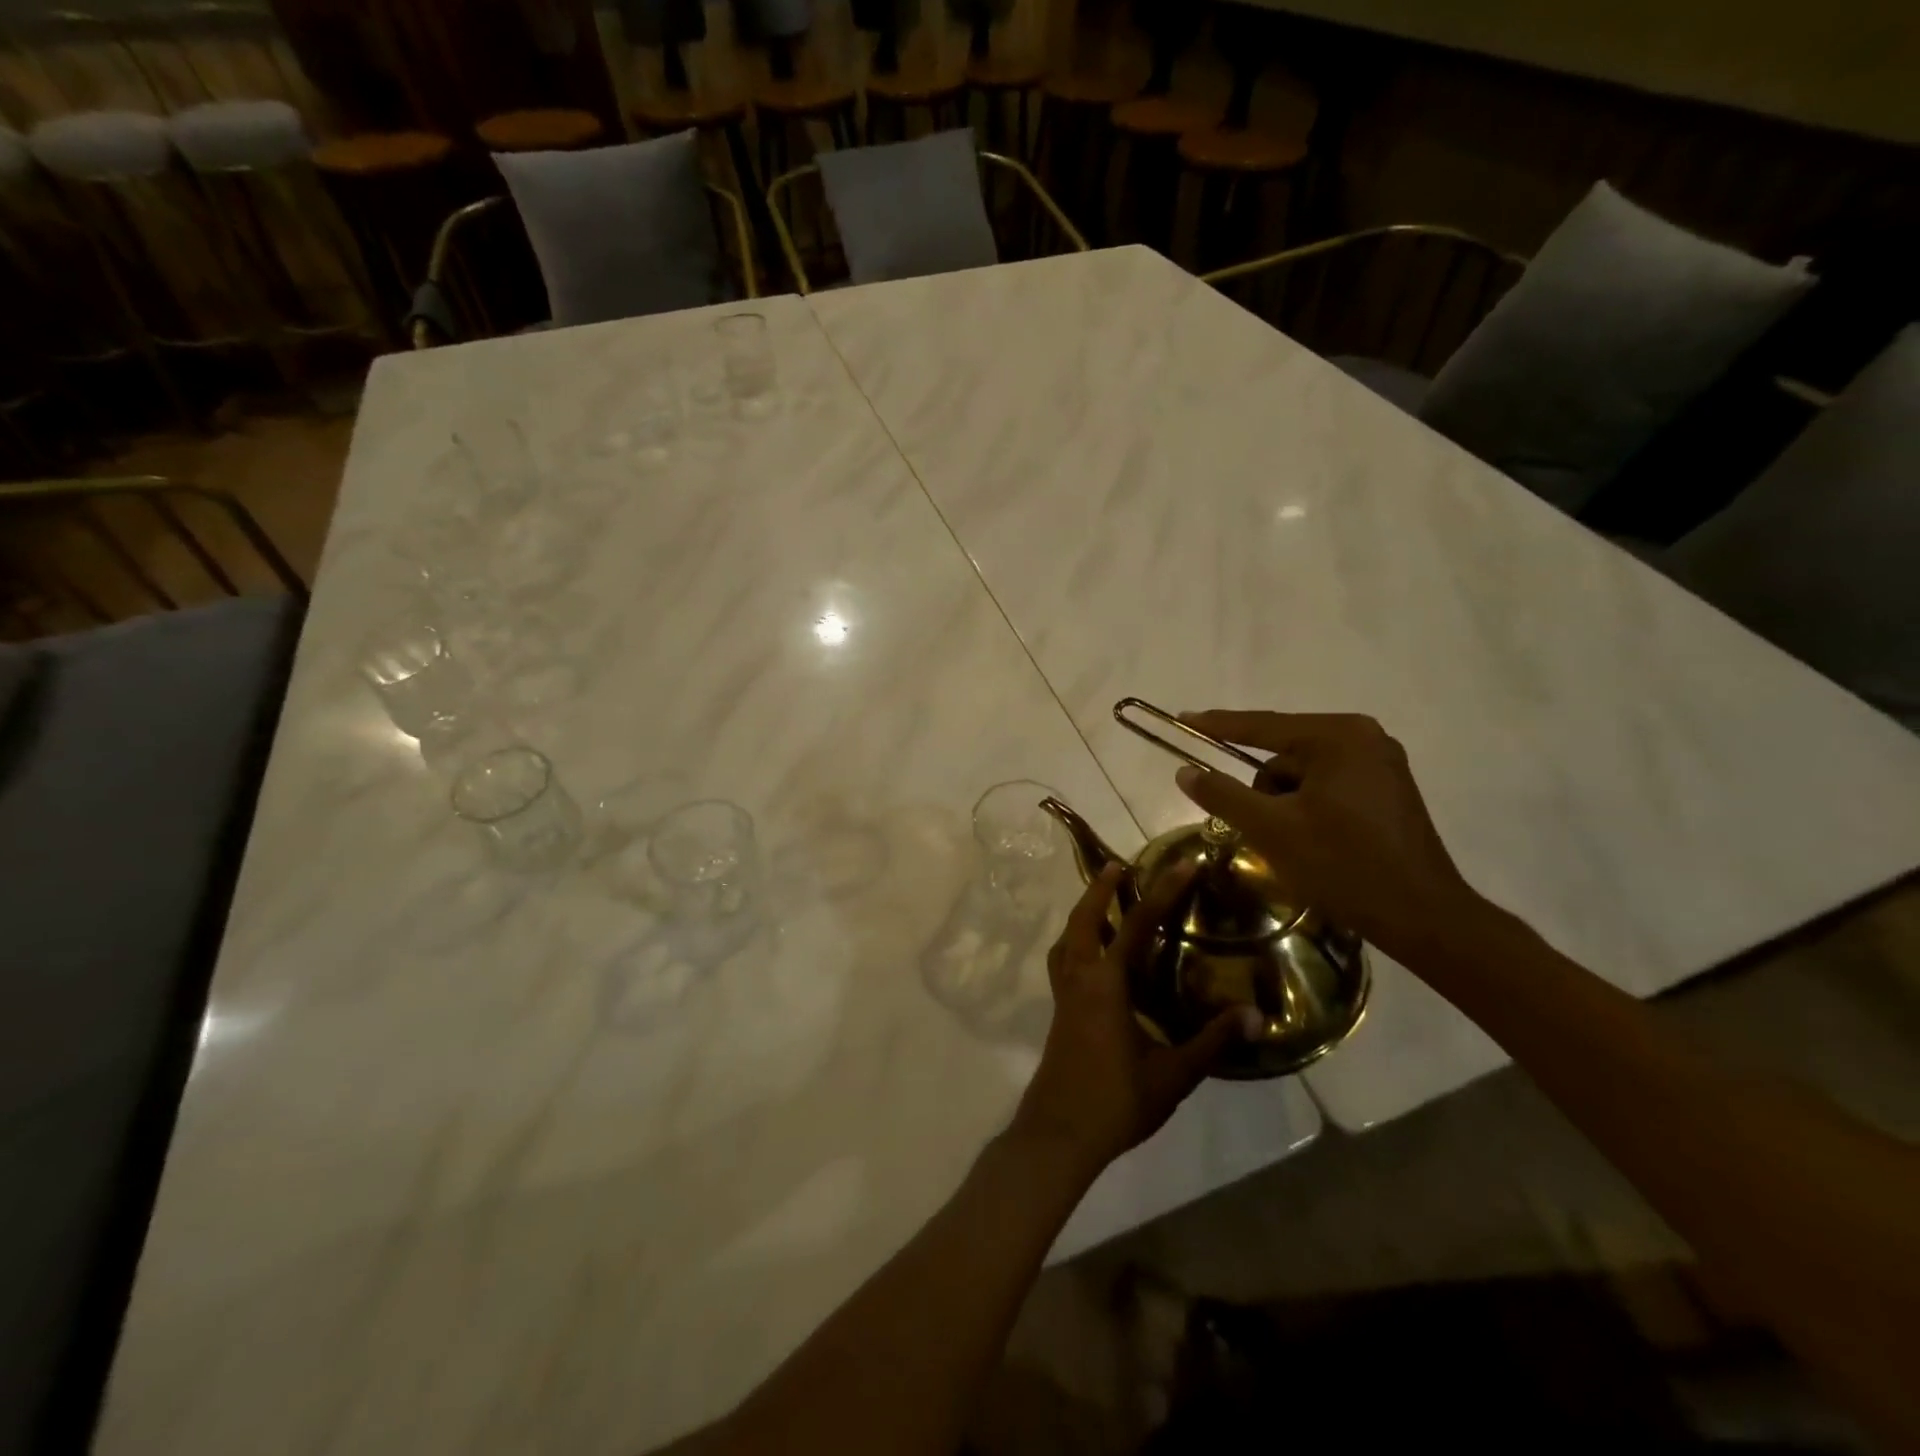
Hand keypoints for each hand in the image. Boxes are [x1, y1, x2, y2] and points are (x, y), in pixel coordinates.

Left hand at [1011, 864, 1256, 1176]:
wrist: (1059, 1134)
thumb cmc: (1116, 1101)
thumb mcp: (1173, 1074)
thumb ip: (1211, 1041)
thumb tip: (1254, 1015)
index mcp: (1106, 983)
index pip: (1136, 925)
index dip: (1162, 891)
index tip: (1182, 864)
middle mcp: (1080, 978)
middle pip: (1084, 919)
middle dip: (1099, 888)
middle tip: (1119, 866)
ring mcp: (1064, 994)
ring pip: (1067, 939)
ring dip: (1083, 914)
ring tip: (1102, 903)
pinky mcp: (1059, 1011)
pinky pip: (1064, 961)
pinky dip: (1076, 943)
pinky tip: (1095, 958)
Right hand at [1174, 710, 1482, 966]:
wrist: (1422, 917)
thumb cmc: (1343, 865)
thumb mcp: (1271, 829)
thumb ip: (1223, 795)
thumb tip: (1185, 771)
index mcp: (1337, 737)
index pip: (1262, 726)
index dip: (1217, 725)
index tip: (1182, 719)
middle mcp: (1363, 738)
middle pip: (1283, 754)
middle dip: (1263, 791)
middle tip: (1261, 830)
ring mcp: (1380, 763)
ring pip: (1303, 774)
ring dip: (1285, 804)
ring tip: (1294, 845)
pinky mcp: (1387, 789)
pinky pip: (1327, 786)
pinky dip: (1307, 808)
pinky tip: (1313, 842)